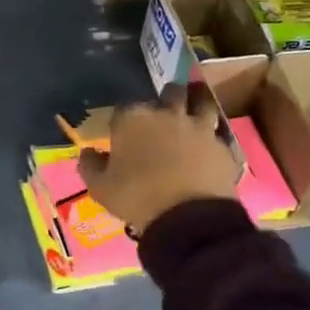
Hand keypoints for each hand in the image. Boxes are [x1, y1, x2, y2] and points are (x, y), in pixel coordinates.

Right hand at [78, 83, 238, 233]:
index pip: (124, 108)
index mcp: (132, 119)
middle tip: (163, 113)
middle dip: (165, 98)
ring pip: (201, 102)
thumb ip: (90, 166)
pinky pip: (218, 133)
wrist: (188, 217)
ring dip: (196, 103)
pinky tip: (209, 145)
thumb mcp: (100, 188)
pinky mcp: (222, 145)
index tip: (122, 132)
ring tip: (194, 110)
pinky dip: (213, 136)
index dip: (123, 119)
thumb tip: (88, 153)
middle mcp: (166, 113)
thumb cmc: (136, 198)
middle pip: (169, 92)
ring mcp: (199, 127)